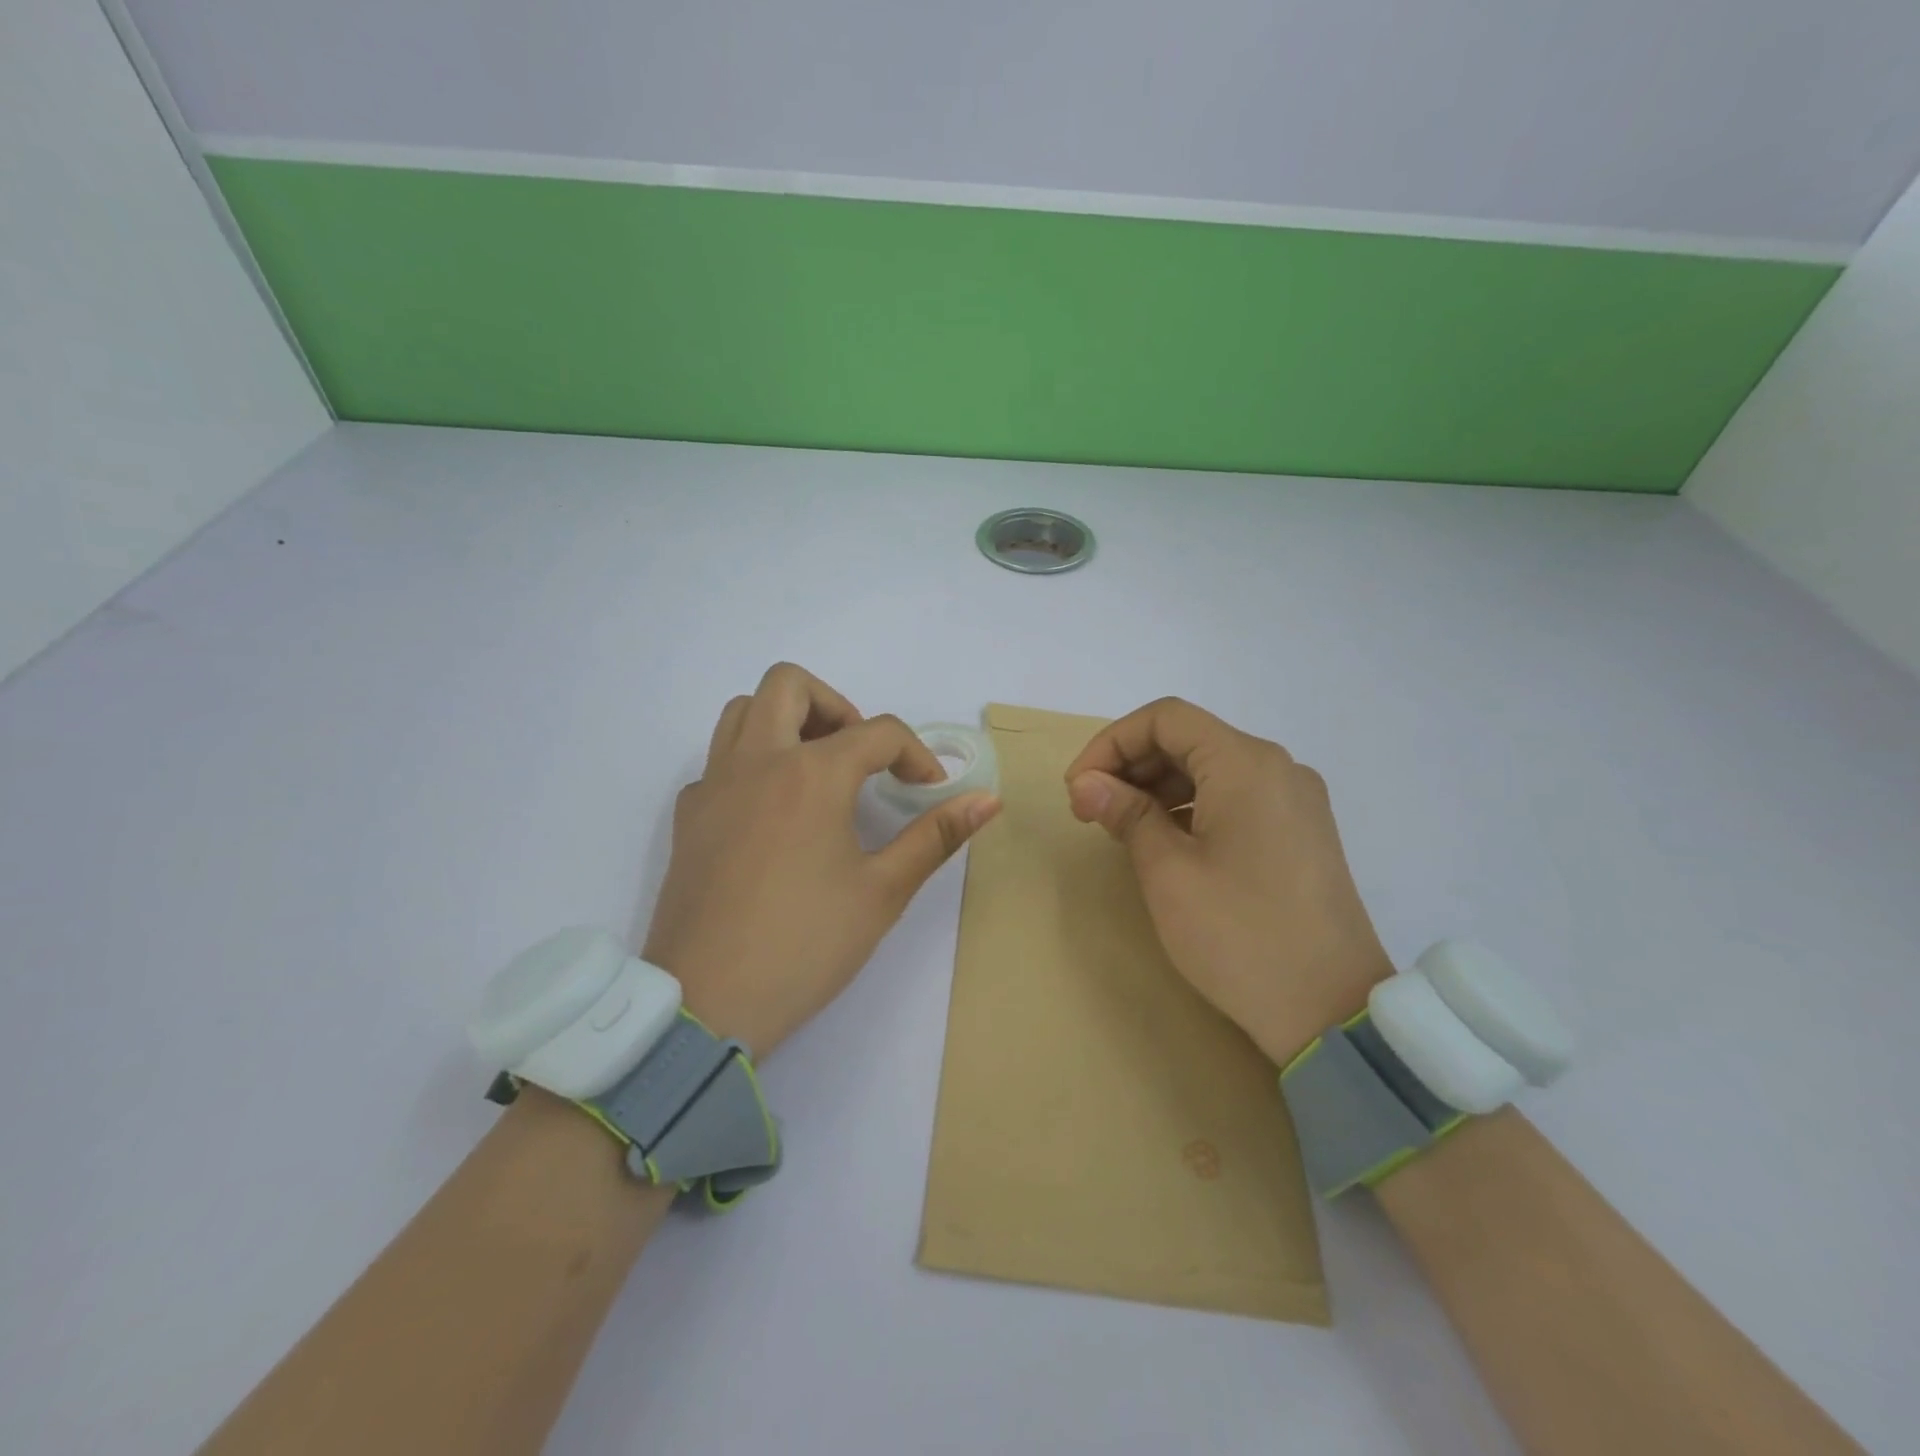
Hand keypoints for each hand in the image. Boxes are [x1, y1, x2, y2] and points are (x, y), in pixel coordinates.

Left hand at [644, 664, 1000, 1057]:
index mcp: (811, 773)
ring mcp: (713, 785)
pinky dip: (751, 764)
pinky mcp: (687, 816)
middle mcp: (757, 761)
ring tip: (816, 769)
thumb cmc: (805, 945)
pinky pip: (719, 761)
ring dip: (786, 721)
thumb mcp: (883, 892)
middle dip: (837, 706)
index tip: (929, 789)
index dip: (916, 755)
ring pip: (743, 711)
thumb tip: (988, 799)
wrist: (706, 1002)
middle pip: (790, 685)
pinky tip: (772, 815)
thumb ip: (935, 836)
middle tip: (860, 755)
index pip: (878, 732)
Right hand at [1064, 698, 1392, 1065]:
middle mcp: (1277, 768)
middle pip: (1189, 739)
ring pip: (1211, 768)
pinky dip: (1190, 806)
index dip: (1111, 743)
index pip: (1166, 719)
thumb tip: (1087, 783)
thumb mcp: (1168, 872)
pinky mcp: (1300, 832)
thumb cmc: (1239, 934)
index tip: (1078, 787)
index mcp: (1246, 764)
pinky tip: (1164, 841)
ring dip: (1157, 787)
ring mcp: (1294, 801)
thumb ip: (1125, 813)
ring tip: (1120, 828)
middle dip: (1131, 765)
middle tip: (1090, 810)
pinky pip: (1235, 797)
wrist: (1332, 1011)